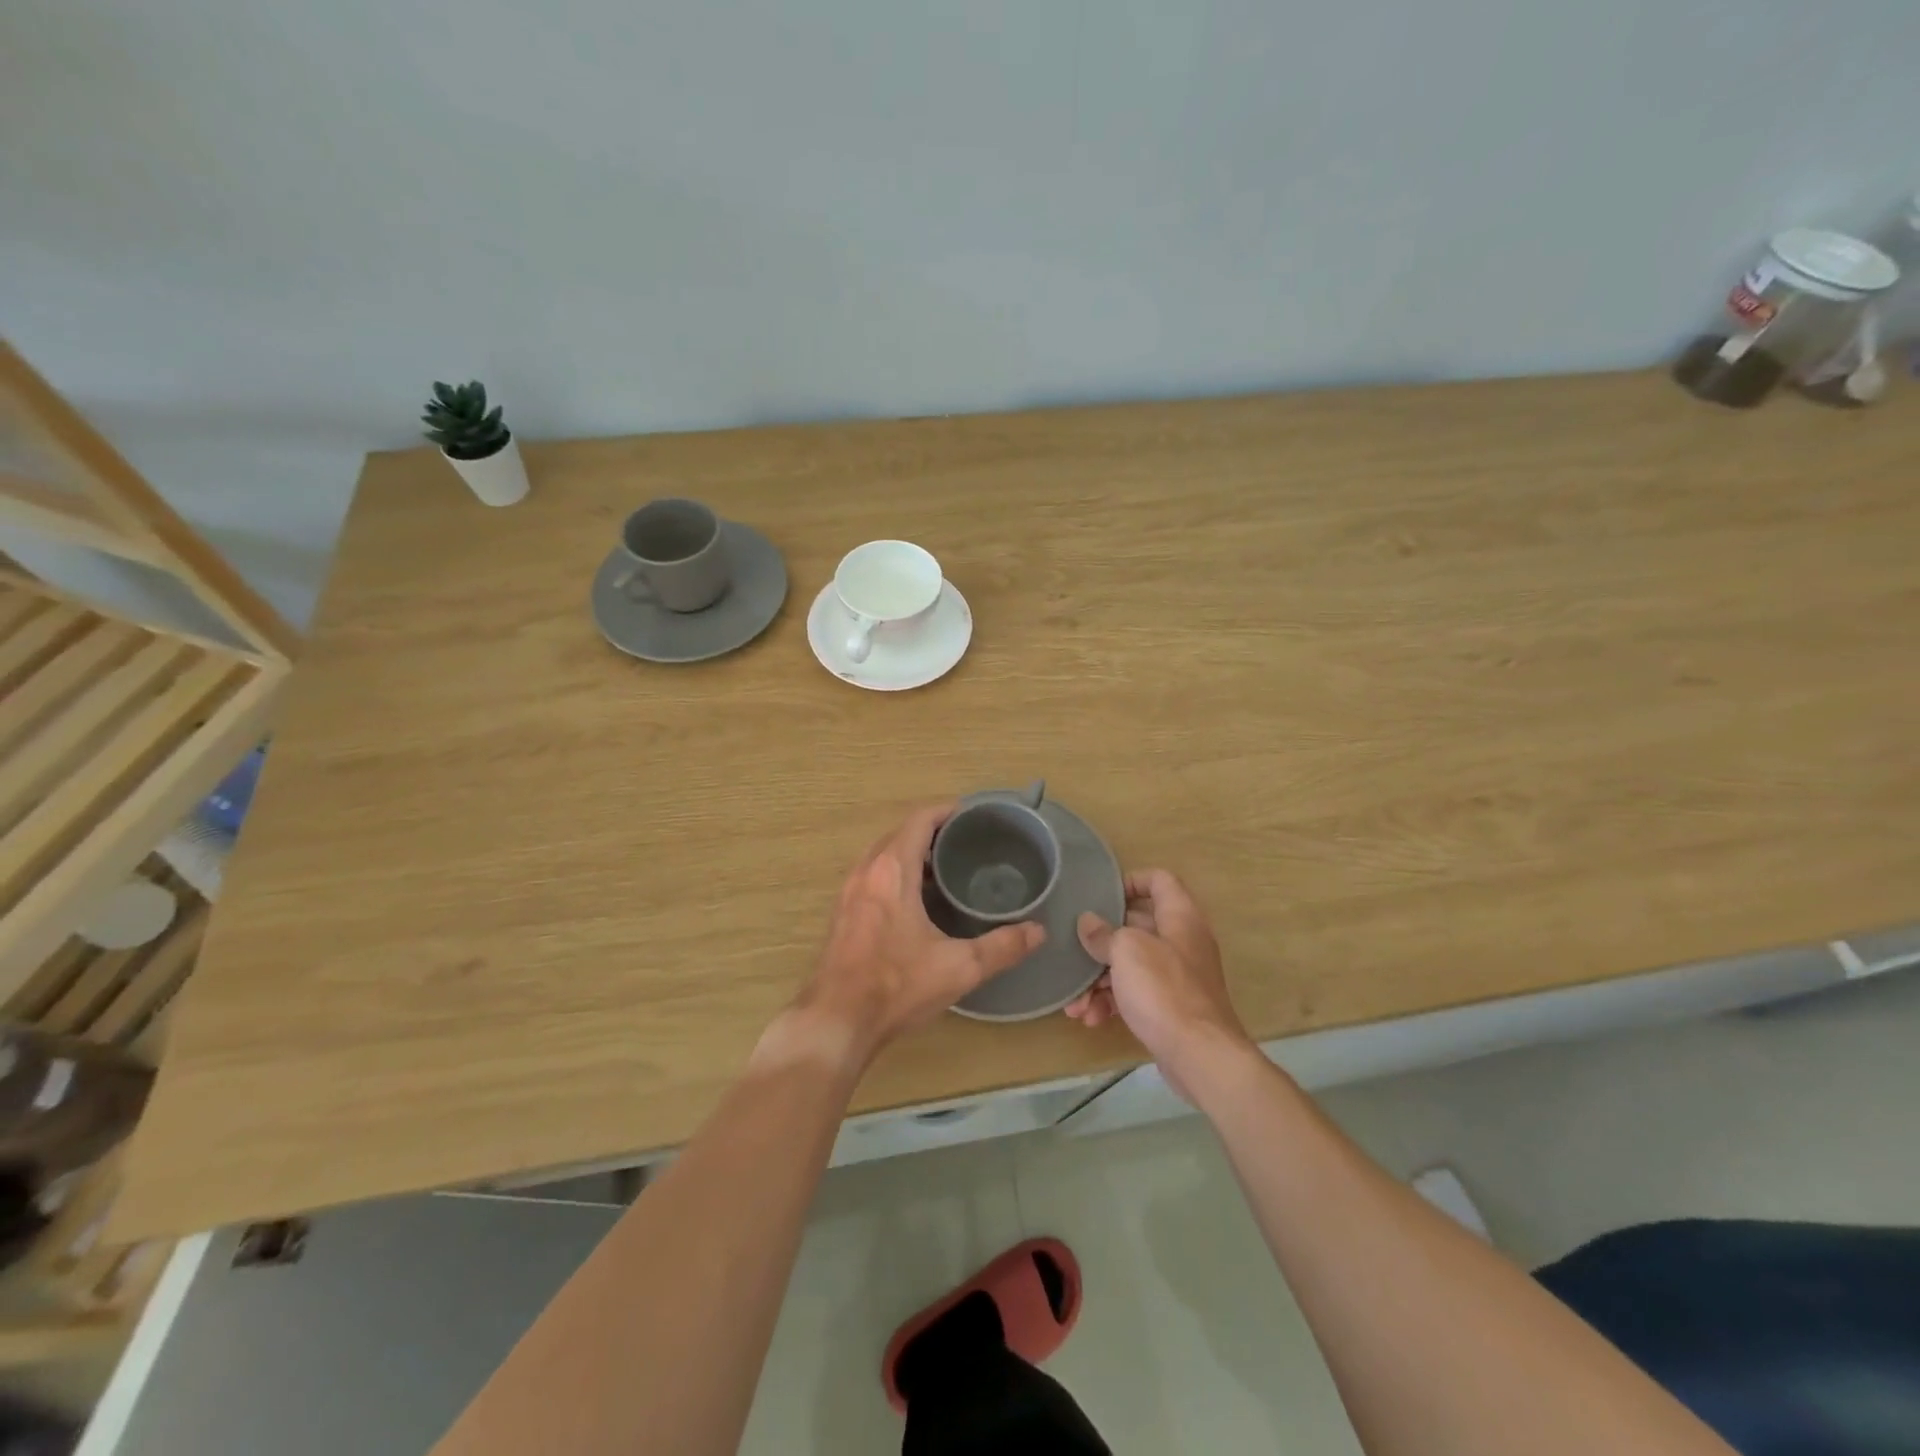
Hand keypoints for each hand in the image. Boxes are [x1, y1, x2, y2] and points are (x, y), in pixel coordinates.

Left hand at [765, 804, 1045, 1072]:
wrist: (836, 1021)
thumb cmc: (896, 986)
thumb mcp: (959, 968)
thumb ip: (1002, 946)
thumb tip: (1038, 931)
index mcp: (892, 870)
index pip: (919, 820)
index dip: (946, 811)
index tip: (973, 815)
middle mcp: (866, 871)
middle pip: (899, 833)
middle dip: (931, 831)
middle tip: (966, 843)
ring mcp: (849, 892)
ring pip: (882, 854)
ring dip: (910, 852)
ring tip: (945, 868)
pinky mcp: (842, 913)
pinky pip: (871, 875)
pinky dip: (894, 873)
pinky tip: (916, 900)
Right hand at [1065, 869, 1254, 1101]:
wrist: (1200, 1056)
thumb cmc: (1164, 990)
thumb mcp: (1127, 951)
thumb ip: (1104, 933)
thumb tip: (1088, 922)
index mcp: (1180, 917)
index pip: (1159, 880)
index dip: (1131, 881)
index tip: (1101, 895)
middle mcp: (1182, 942)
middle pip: (1138, 925)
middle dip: (1102, 941)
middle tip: (1075, 950)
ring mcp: (1178, 976)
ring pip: (1131, 964)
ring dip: (1099, 980)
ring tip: (1076, 1002)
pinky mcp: (1171, 1007)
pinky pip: (1136, 994)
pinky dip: (1113, 1002)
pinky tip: (1091, 1018)